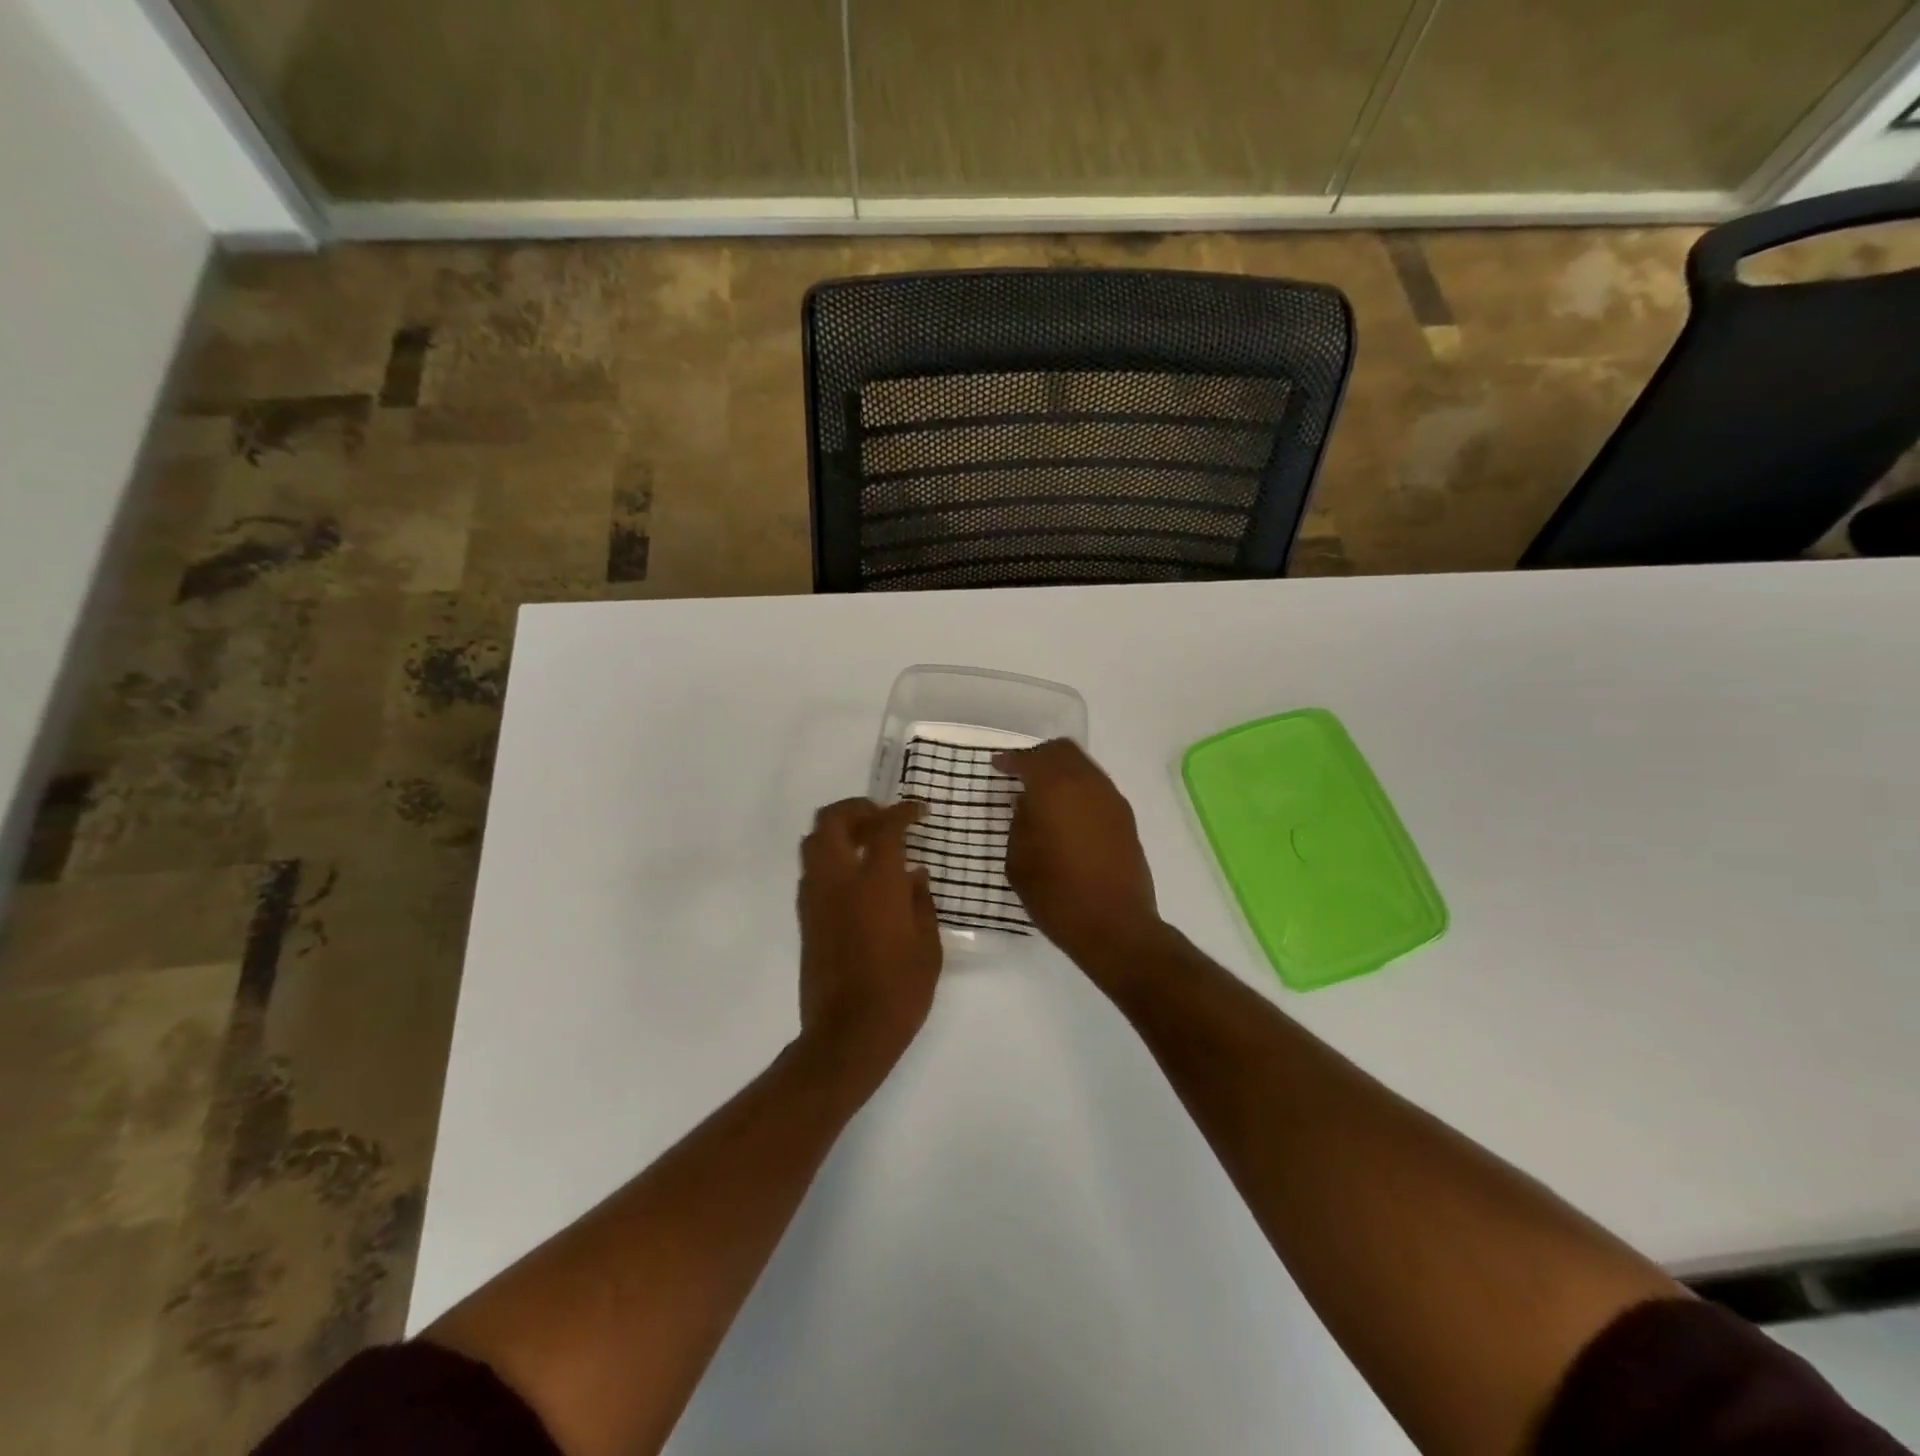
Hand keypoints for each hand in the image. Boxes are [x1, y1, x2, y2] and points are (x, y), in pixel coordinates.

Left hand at [796, 799, 942, 1072]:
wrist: (847, 1034)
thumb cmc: (899, 991)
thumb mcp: (928, 946)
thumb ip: (921, 902)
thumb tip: (915, 874)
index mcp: (876, 883)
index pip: (885, 828)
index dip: (903, 812)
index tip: (919, 812)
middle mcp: (838, 881)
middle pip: (832, 820)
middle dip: (856, 809)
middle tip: (881, 819)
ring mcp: (815, 898)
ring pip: (812, 842)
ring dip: (837, 832)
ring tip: (865, 844)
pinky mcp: (804, 918)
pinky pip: (811, 871)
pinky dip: (829, 860)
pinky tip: (853, 879)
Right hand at [993, 740, 1166, 979]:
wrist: (1115, 926)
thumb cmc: (1056, 894)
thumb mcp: (1019, 860)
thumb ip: (1020, 823)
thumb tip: (1028, 803)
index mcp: (1055, 788)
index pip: (1030, 760)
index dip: (1010, 760)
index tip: (997, 766)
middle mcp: (1087, 784)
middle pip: (1063, 751)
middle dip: (1039, 756)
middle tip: (1021, 772)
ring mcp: (1111, 799)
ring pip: (1084, 766)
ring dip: (1062, 771)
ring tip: (1043, 794)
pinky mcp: (1126, 819)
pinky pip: (1097, 788)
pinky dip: (1079, 789)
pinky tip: (1066, 813)